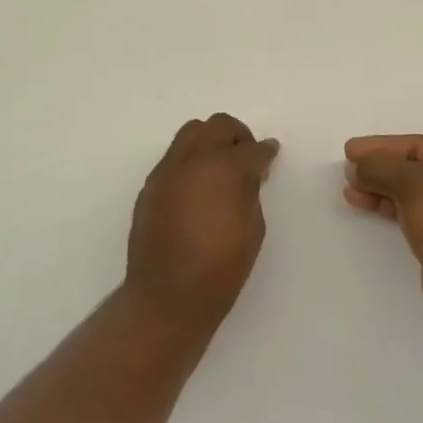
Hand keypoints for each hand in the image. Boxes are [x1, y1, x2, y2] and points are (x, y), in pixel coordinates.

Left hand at [126, 113, 279, 329]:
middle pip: (217, 126)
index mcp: (224, 169)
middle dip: (237, 136)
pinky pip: (174, 158)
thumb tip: (249, 173)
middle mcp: (193, 160)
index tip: (271, 153)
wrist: (167, 296)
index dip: (265, 151)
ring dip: (210, 141)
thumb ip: (250, 192)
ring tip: (220, 167)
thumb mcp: (252, 230)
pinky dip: (190, 161)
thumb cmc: (220, 269)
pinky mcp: (150, 185)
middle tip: (247, 156)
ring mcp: (167, 170)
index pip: (251, 149)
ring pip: (190, 134)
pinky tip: (198, 187)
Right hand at [344, 134, 422, 336]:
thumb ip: (379, 167)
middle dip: (379, 168)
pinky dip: (389, 206)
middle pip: (415, 167)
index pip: (419, 145)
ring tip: (350, 190)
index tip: (350, 150)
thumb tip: (356, 166)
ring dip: (380, 188)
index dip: (382, 146)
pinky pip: (413, 211)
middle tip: (348, 171)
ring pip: (412, 191)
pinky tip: (366, 205)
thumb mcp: (412, 184)